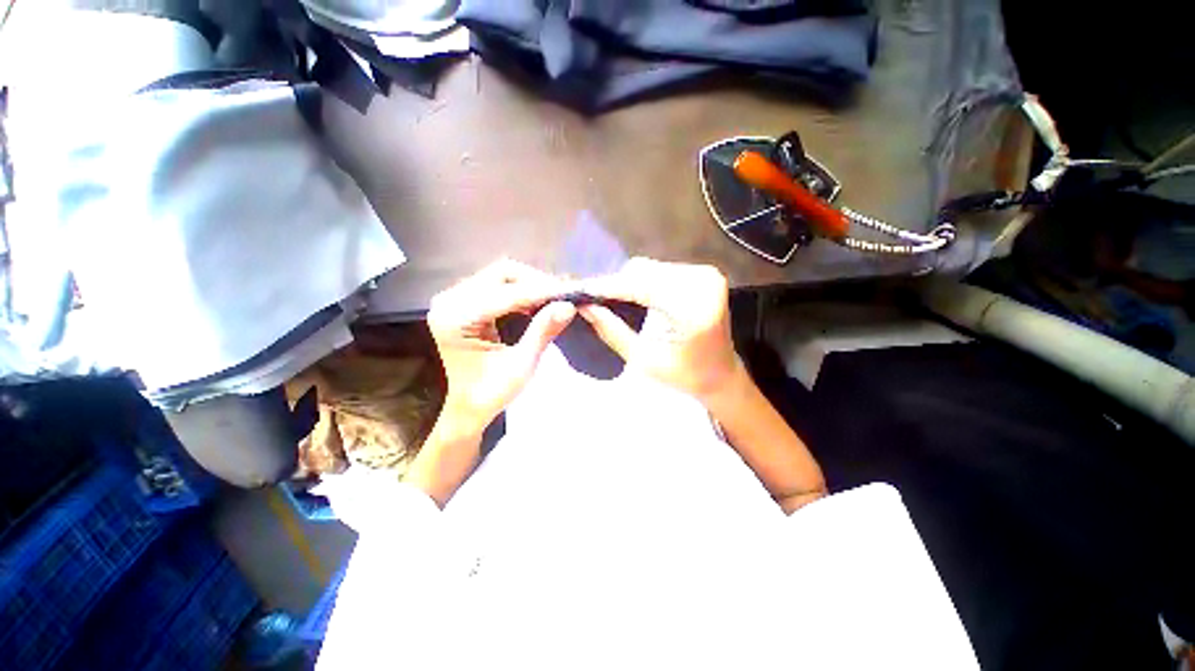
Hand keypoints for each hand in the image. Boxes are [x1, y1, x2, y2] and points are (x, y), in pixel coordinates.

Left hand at [428, 259, 574, 434]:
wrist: (468, 406)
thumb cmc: (492, 392)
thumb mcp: (521, 365)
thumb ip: (542, 331)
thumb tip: (568, 305)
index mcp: (457, 319)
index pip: (507, 294)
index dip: (541, 291)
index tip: (570, 293)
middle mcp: (449, 301)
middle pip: (501, 274)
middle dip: (536, 283)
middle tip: (562, 296)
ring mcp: (453, 299)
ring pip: (501, 275)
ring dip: (530, 285)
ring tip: (553, 299)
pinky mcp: (462, 301)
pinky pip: (497, 284)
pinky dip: (520, 290)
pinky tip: (536, 302)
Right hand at [578, 258, 741, 401]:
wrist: (722, 374)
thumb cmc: (685, 376)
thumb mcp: (644, 360)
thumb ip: (613, 331)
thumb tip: (585, 307)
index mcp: (693, 311)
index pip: (640, 287)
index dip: (607, 287)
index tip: (579, 290)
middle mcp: (704, 283)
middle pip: (644, 272)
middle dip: (615, 284)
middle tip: (592, 299)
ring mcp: (706, 275)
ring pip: (650, 268)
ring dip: (628, 282)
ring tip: (609, 299)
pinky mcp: (704, 274)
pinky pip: (661, 271)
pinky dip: (642, 281)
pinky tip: (632, 296)